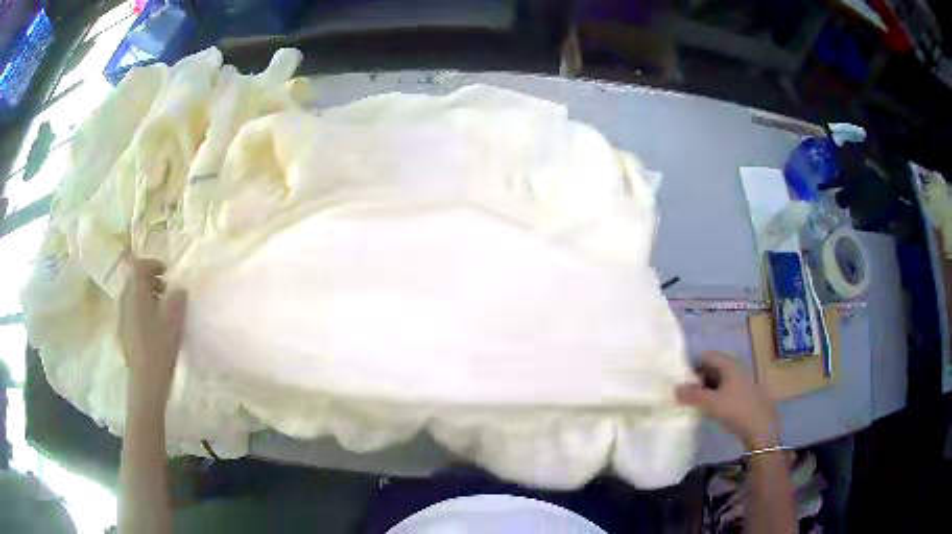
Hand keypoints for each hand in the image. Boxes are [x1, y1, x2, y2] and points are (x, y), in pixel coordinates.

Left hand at [118, 257, 187, 402]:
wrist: (146, 380)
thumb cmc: (160, 346)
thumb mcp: (174, 320)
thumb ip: (177, 298)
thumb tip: (178, 289)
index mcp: (136, 293)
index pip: (138, 266)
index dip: (152, 264)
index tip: (166, 271)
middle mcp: (125, 300)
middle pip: (133, 280)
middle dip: (149, 279)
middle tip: (165, 288)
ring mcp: (122, 317)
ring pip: (132, 296)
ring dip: (145, 295)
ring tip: (161, 308)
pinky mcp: (123, 332)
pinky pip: (131, 310)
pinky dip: (141, 309)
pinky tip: (153, 326)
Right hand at [675, 351, 779, 449]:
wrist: (761, 427)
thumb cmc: (737, 410)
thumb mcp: (712, 404)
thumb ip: (693, 395)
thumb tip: (675, 388)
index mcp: (729, 364)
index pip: (706, 356)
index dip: (692, 364)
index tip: (679, 378)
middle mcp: (735, 368)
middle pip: (712, 367)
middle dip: (697, 377)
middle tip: (683, 391)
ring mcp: (740, 381)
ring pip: (718, 379)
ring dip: (705, 388)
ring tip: (692, 401)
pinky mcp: (742, 394)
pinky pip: (724, 389)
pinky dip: (713, 395)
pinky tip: (708, 408)